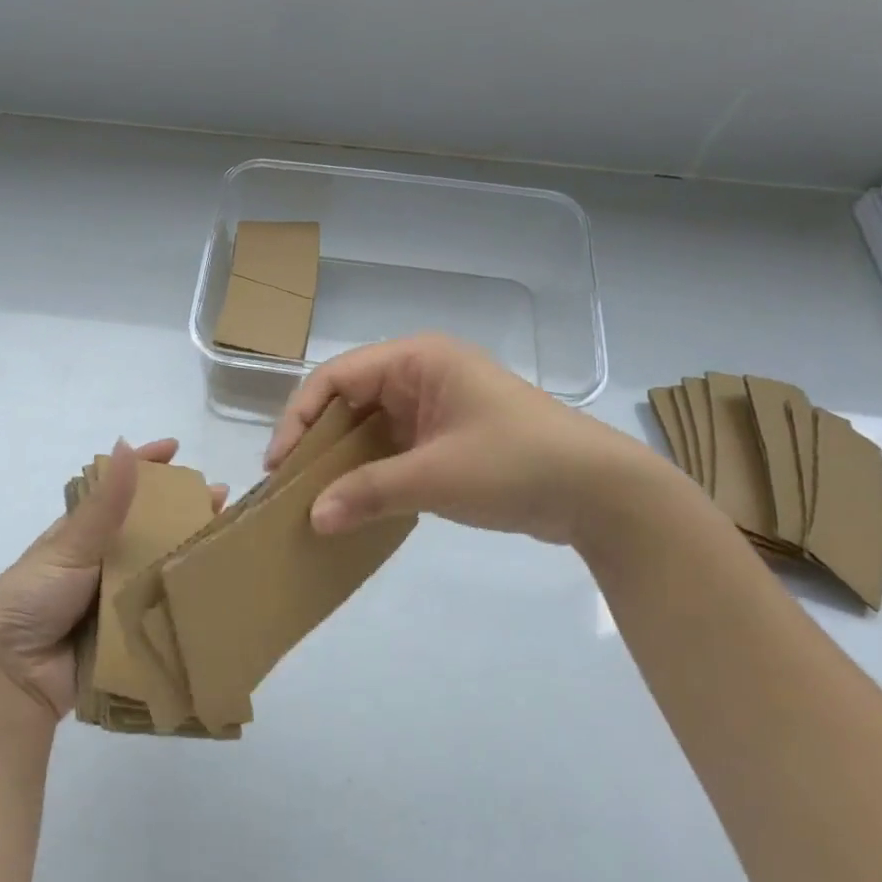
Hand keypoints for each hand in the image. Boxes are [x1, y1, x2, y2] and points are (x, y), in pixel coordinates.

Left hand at [0, 438, 225, 724]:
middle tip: (222, 500)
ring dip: (191, 555)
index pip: (118, 491)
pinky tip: (220, 590)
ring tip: (230, 540)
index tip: (176, 448)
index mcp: (81, 536)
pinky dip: (186, 601)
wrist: (9, 679)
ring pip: (160, 570)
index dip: (145, 467)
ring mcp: (117, 601)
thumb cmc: (31, 601)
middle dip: (183, 512)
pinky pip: (162, 614)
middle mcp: (102, 564)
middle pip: (149, 530)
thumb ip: (104, 505)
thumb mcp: (68, 548)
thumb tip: (125, 444)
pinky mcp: (129, 637)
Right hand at [264, 334, 671, 547]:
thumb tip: (313, 520)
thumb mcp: (435, 477)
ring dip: (343, 462)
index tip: (279, 467)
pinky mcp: (448, 438)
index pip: (336, 379)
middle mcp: (422, 375)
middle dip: (318, 443)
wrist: (601, 493)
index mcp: (418, 360)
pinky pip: (393, 449)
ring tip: (313, 499)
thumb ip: (367, 494)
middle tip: (289, 486)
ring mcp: (436, 407)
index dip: (299, 419)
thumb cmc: (517, 464)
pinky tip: (352, 503)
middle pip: (349, 402)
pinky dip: (370, 474)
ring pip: (370, 428)